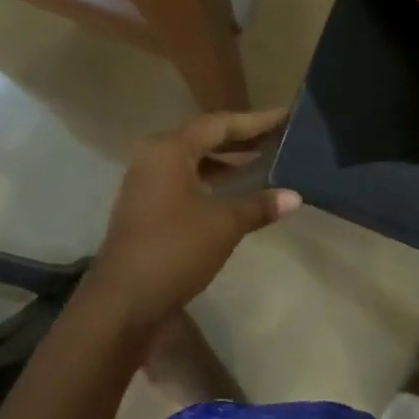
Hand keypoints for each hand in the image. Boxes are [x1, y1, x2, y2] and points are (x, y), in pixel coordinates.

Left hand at [87, 109, 300, 330]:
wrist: (123, 302)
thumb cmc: (174, 250)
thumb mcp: (223, 225)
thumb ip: (259, 205)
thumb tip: (295, 196)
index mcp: (169, 149)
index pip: (219, 124)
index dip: (255, 121)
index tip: (286, 116)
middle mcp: (154, 156)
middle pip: (204, 138)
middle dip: (242, 139)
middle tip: (279, 136)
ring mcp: (147, 182)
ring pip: (194, 160)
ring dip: (227, 161)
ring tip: (265, 160)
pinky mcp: (147, 206)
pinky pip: (185, 180)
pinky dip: (213, 180)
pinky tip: (238, 190)